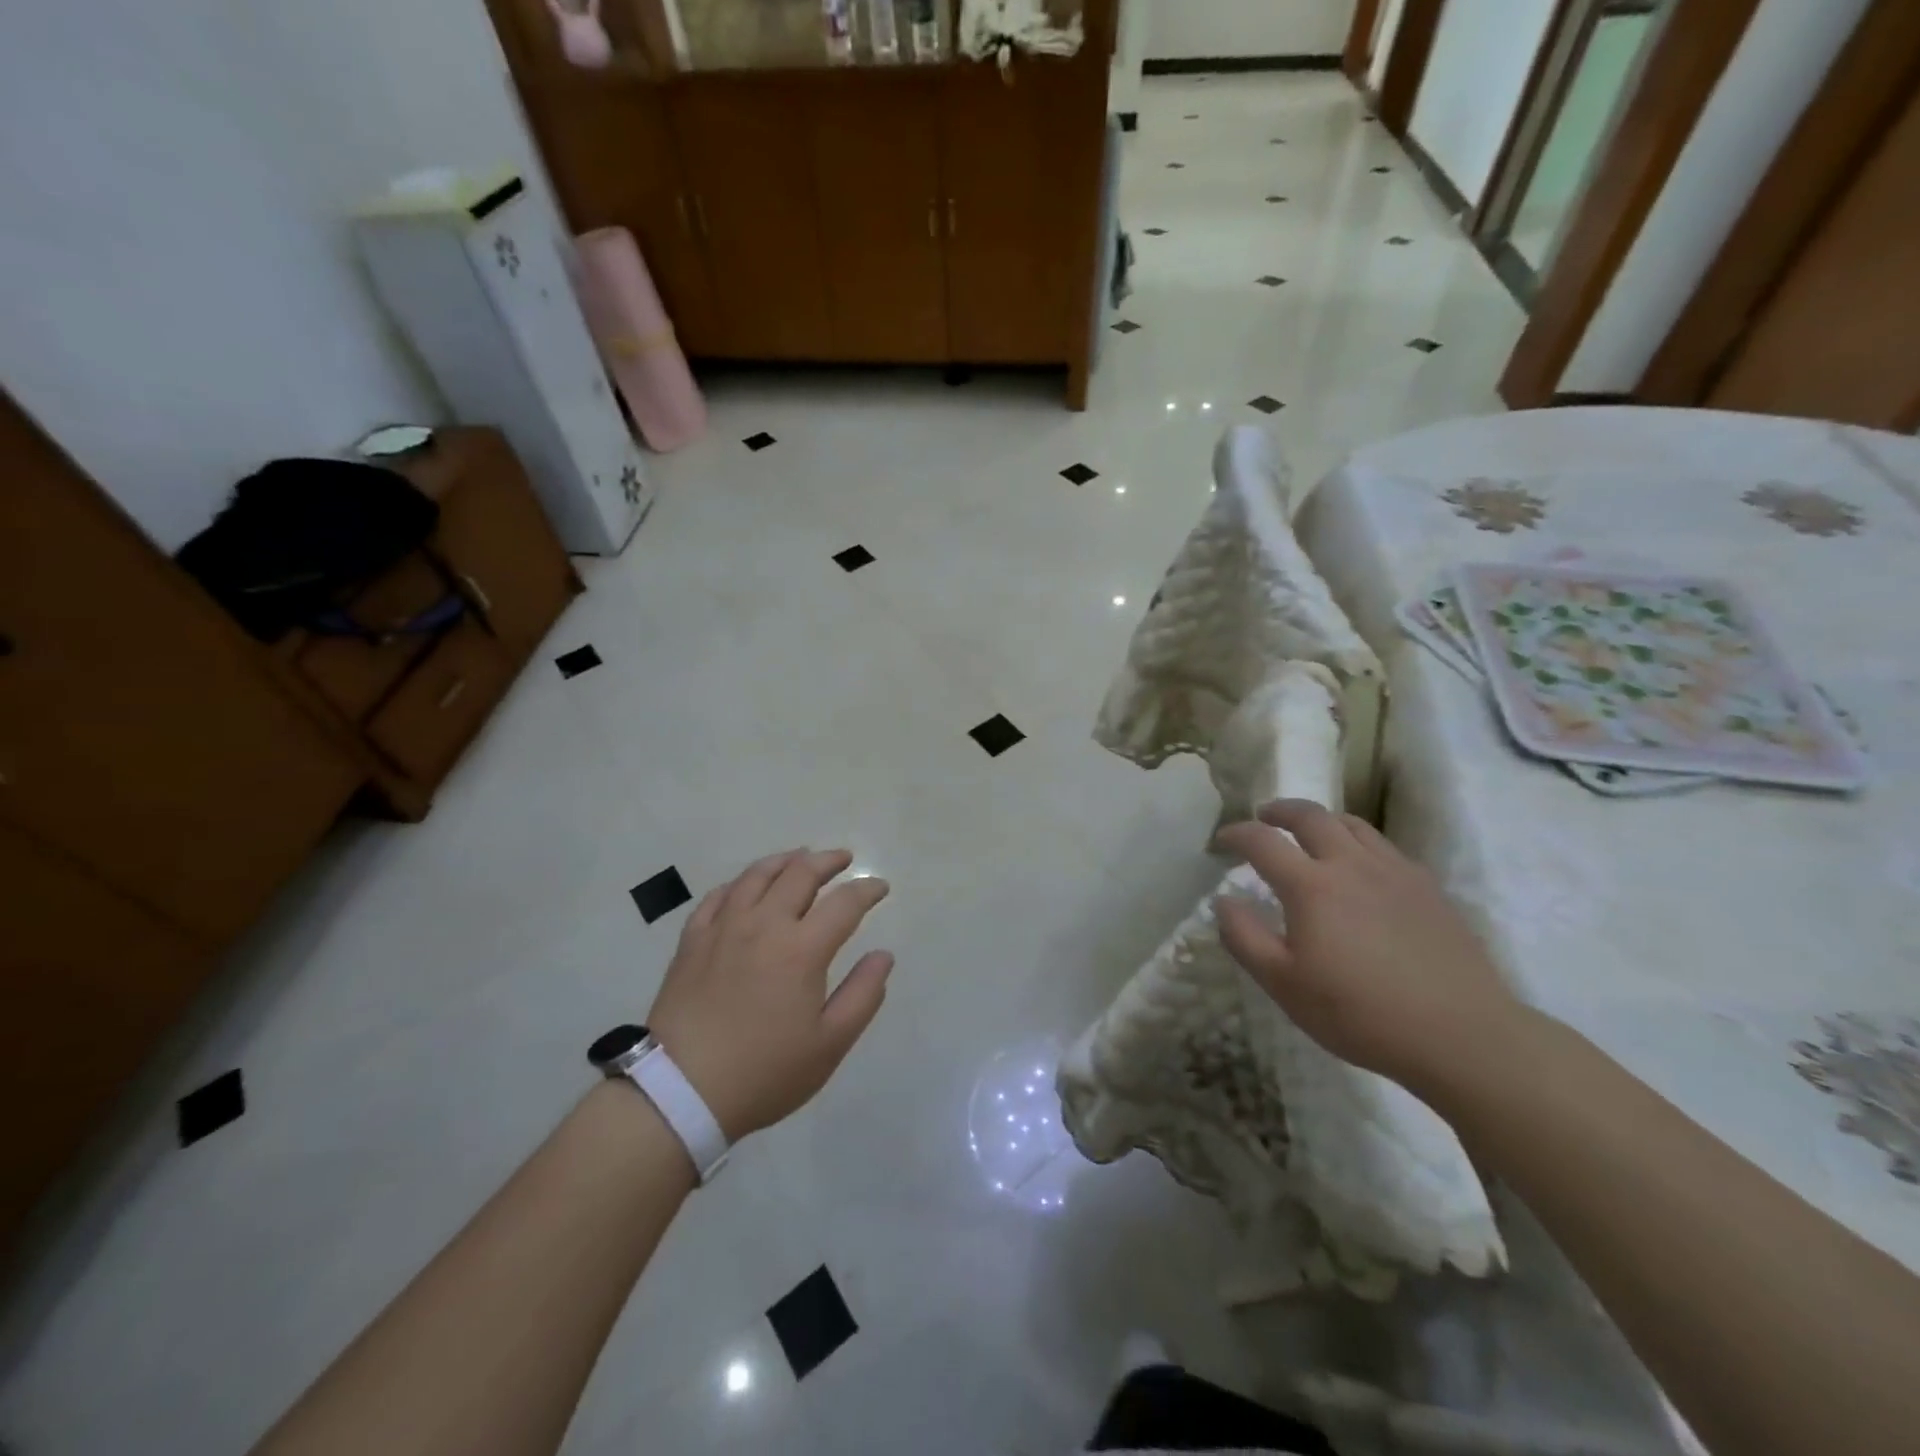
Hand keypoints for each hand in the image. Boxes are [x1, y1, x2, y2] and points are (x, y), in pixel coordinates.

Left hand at [646, 849, 893, 1140]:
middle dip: (829, 861)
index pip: (844, 903)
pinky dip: (741, 882)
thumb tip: (883, 955)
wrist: (680, 1091)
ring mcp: (724, 928)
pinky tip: (748, 887)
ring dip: (786, 860)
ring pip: (758, 875)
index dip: (867, 890)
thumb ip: (863, 995)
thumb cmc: (764, 1072)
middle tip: (844, 860)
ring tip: (801, 858)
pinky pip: (719, 895)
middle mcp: (764, 924)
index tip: (880, 888)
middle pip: (800, 874)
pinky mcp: (693, 940)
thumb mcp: (829, 1044)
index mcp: (802, 949)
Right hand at [1214, 800, 1521, 1091]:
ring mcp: (1395, 872)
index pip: (1262, 841)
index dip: (1236, 834)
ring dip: (1322, 820)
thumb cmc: (1359, 1013)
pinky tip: (1362, 867)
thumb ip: (1244, 938)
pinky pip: (1386, 847)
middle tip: (1264, 817)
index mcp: (1311, 886)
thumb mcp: (1284, 985)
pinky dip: (1360, 842)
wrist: (1462, 1035)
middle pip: (1311, 816)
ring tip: (1311, 831)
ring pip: (1353, 824)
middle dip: (1280, 810)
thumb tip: (1223, 900)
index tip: (1221, 841)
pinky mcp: (1429, 888)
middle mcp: (1351, 865)